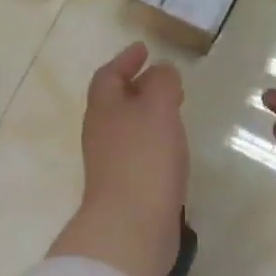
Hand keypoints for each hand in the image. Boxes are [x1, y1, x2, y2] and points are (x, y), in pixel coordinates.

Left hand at [48, 42, 186, 275]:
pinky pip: (138, 154)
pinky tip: (172, 149)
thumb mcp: (158, 108)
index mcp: (103, 109)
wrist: (131, 225)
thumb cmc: (144, 159)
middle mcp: (101, 133)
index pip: (108, 75)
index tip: (144, 49)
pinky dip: (153, 142)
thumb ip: (162, 83)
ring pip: (127, 128)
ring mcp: (110, 163)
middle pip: (114, 102)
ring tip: (173, 110)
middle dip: (137, 87)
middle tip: (165, 80)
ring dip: (146, 115)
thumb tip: (161, 71)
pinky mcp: (125, 188)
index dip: (125, 60)